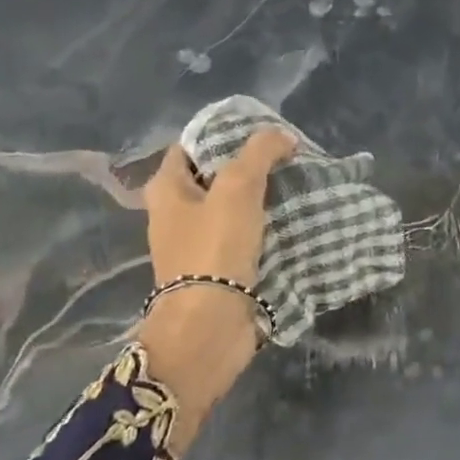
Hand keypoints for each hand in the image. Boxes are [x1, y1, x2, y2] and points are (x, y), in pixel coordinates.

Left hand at [138, 127, 297, 447]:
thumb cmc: (214, 248)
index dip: (223, 134)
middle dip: (247, 167)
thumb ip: (259, 153)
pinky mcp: (216, 271)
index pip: (191, 146)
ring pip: (230, 209)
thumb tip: (282, 136)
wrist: (210, 326)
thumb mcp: (238, 187)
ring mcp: (195, 245)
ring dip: (258, 199)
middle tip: (285, 159)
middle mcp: (174, 214)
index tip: (263, 133)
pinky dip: (262, 229)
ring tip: (294, 186)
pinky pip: (241, 238)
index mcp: (166, 189)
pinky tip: (289, 222)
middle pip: (213, 177)